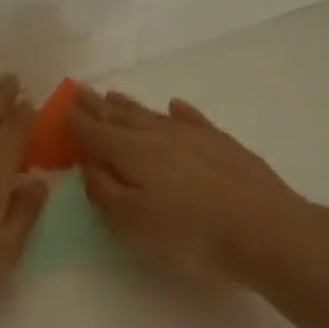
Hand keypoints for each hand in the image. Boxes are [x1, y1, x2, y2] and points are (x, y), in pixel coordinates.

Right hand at [69, 87, 328, 285]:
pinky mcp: (226, 146)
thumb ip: (105, 192)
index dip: (76, 122)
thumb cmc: (190, 235)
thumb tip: (89, 165)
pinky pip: (194, 120)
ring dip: (131, 106)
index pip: (95, 133)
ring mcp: (197, 138)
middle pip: (122, 118)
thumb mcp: (132, 224)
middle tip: (81, 91)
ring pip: (155, 116)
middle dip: (99, 106)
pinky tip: (176, 106)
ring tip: (114, 95)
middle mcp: (161, 137)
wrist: (266, 231)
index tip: (62, 106)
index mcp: (132, 154)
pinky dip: (180, 112)